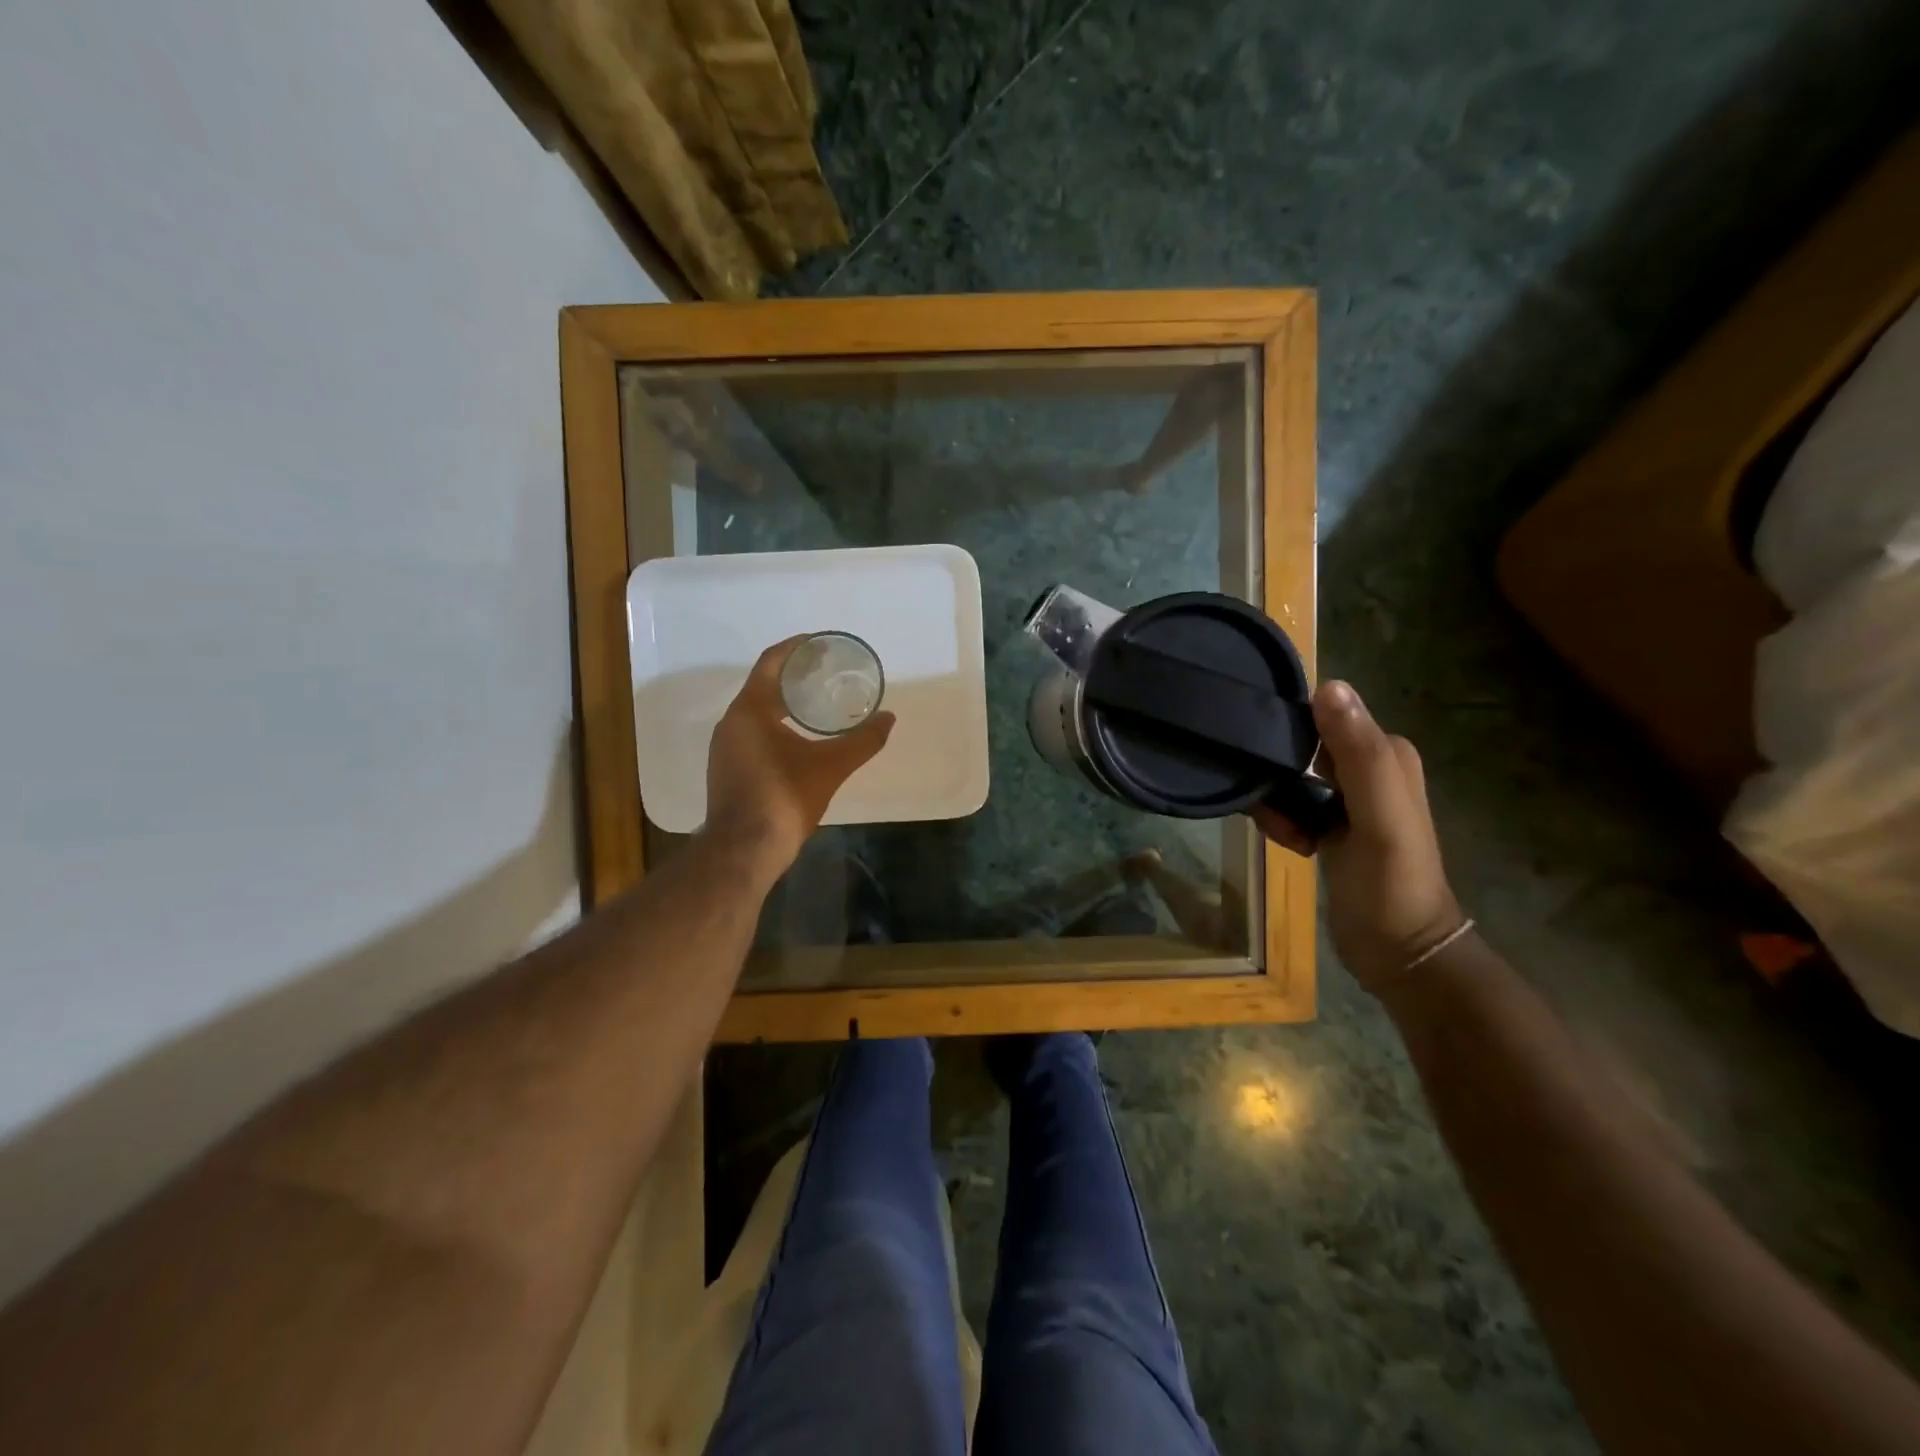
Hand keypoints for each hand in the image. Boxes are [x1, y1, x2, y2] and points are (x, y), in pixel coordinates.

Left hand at [703, 637, 895, 873]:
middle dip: (793, 676)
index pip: (771, 663)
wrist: (744, 849)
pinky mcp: (728, 768)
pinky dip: (775, 724)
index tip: (820, 644)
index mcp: (750, 710)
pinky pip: (752, 732)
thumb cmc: (785, 798)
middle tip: (826, 671)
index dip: (796, 648)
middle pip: (763, 685)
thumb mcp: (831, 767)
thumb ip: (862, 741)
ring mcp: (726, 747)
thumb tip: (889, 719)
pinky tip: (799, 737)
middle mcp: (732, 722)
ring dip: (783, 701)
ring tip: (816, 701)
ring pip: (756, 711)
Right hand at [1254, 681, 1464, 995]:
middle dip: (1278, 772)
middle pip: (1302, 746)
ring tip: (1286, 835)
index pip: (1324, 715)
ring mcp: (1349, 798)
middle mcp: (1369, 768)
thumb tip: (1328, 685)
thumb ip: (1359, 753)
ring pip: (1290, 777)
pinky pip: (1291, 804)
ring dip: (1277, 802)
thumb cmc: (1391, 883)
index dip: (1291, 734)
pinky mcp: (1331, 825)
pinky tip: (1291, 845)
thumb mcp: (1379, 817)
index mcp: (1387, 754)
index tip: (1269, 765)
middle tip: (1274, 809)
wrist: (1398, 953)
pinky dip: (1283, 821)